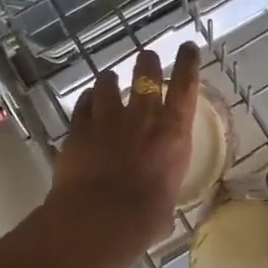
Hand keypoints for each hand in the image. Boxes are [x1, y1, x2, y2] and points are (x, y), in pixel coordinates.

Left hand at [48, 44, 200, 251]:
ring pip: (108, 84)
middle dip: (147, 63)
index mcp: (173, 134)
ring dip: (110, 80)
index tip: (188, 48)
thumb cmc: (143, 219)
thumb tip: (161, 218)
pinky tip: (87, 102)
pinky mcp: (79, 128)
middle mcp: (143, 118)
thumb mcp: (164, 209)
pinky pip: (83, 105)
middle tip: (146, 57)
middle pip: (146, 75)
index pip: (186, 88)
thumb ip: (163, 203)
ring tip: (109, 79)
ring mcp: (108, 119)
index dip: (188, 64)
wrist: (100, 217)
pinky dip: (87, 101)